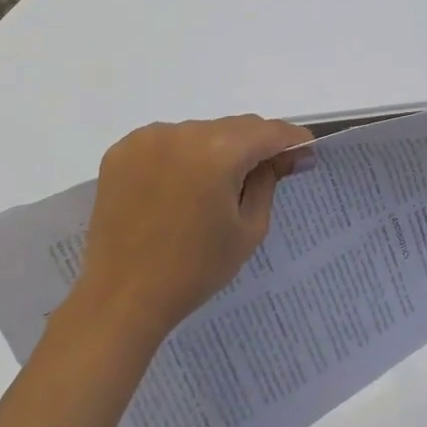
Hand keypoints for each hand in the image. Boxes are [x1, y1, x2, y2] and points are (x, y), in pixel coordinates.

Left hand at [70, 115, 312, 344]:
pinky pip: (167, 141)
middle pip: (234, 127)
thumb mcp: (248, 229)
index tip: (305, 152)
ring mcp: (148, 138)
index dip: (291, 140)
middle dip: (255, 145)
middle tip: (268, 170)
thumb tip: (285, 157)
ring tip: (216, 185)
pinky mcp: (122, 150)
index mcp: (218, 151)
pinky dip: (182, 155)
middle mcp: (183, 132)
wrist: (121, 299)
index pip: (268, 132)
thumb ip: (269, 182)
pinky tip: (181, 185)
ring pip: (201, 132)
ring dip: (216, 149)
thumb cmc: (194, 269)